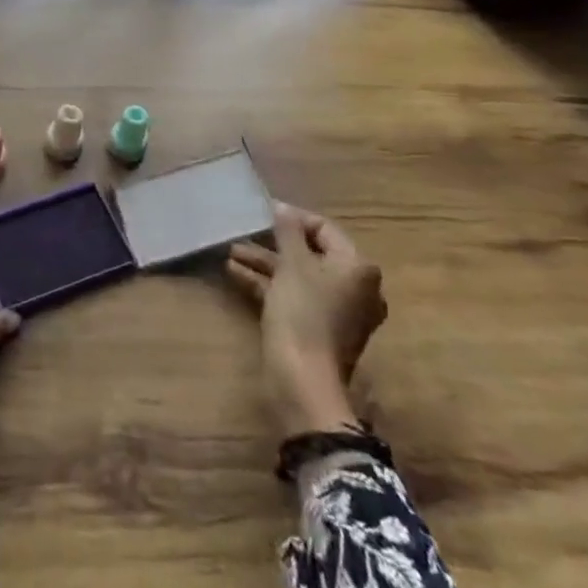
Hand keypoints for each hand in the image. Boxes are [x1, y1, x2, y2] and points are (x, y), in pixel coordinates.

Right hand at [225, 206, 386, 436]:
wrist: (302, 380)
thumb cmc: (302, 312)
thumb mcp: (292, 264)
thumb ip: (287, 231)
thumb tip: (282, 207)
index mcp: (357, 267)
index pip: (324, 229)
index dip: (292, 218)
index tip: (261, 213)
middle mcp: (355, 287)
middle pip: (311, 253)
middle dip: (273, 244)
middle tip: (243, 234)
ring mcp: (339, 311)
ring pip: (299, 276)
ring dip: (266, 264)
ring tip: (231, 253)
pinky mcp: (320, 329)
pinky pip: (295, 296)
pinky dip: (270, 285)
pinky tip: (236, 274)